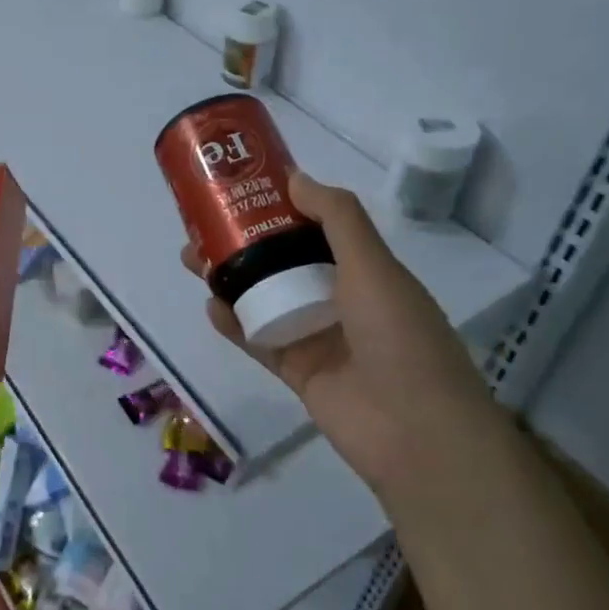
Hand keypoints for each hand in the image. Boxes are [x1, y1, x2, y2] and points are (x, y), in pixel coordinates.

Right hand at [184, 171, 486, 489]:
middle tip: (203, 225)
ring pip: (265, 297)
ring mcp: (317, 336)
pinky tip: (210, 307)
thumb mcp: (374, 265)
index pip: (315, 228)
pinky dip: (234, 323)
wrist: (416, 432)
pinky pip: (259, 339)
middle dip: (244, 241)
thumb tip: (295, 177)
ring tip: (193, 260)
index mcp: (364, 269)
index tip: (243, 187)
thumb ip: (337, 218)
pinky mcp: (298, 371)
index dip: (280, 206)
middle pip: (282, 260)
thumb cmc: (400, 337)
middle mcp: (340, 299)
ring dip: (231, 278)